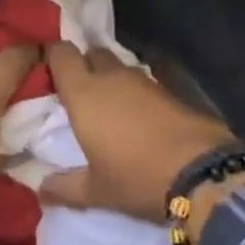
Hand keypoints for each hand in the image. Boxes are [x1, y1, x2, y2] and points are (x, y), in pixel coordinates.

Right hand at [39, 43, 236, 222]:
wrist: (203, 175)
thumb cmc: (137, 179)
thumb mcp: (97, 191)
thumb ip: (64, 187)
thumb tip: (40, 190)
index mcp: (84, 93)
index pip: (61, 52)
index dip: (54, 57)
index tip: (50, 74)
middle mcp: (111, 77)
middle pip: (92, 53)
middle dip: (85, 65)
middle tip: (80, 93)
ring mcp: (144, 80)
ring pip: (120, 67)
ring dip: (113, 79)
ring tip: (111, 107)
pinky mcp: (172, 89)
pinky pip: (145, 81)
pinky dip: (138, 93)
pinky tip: (141, 116)